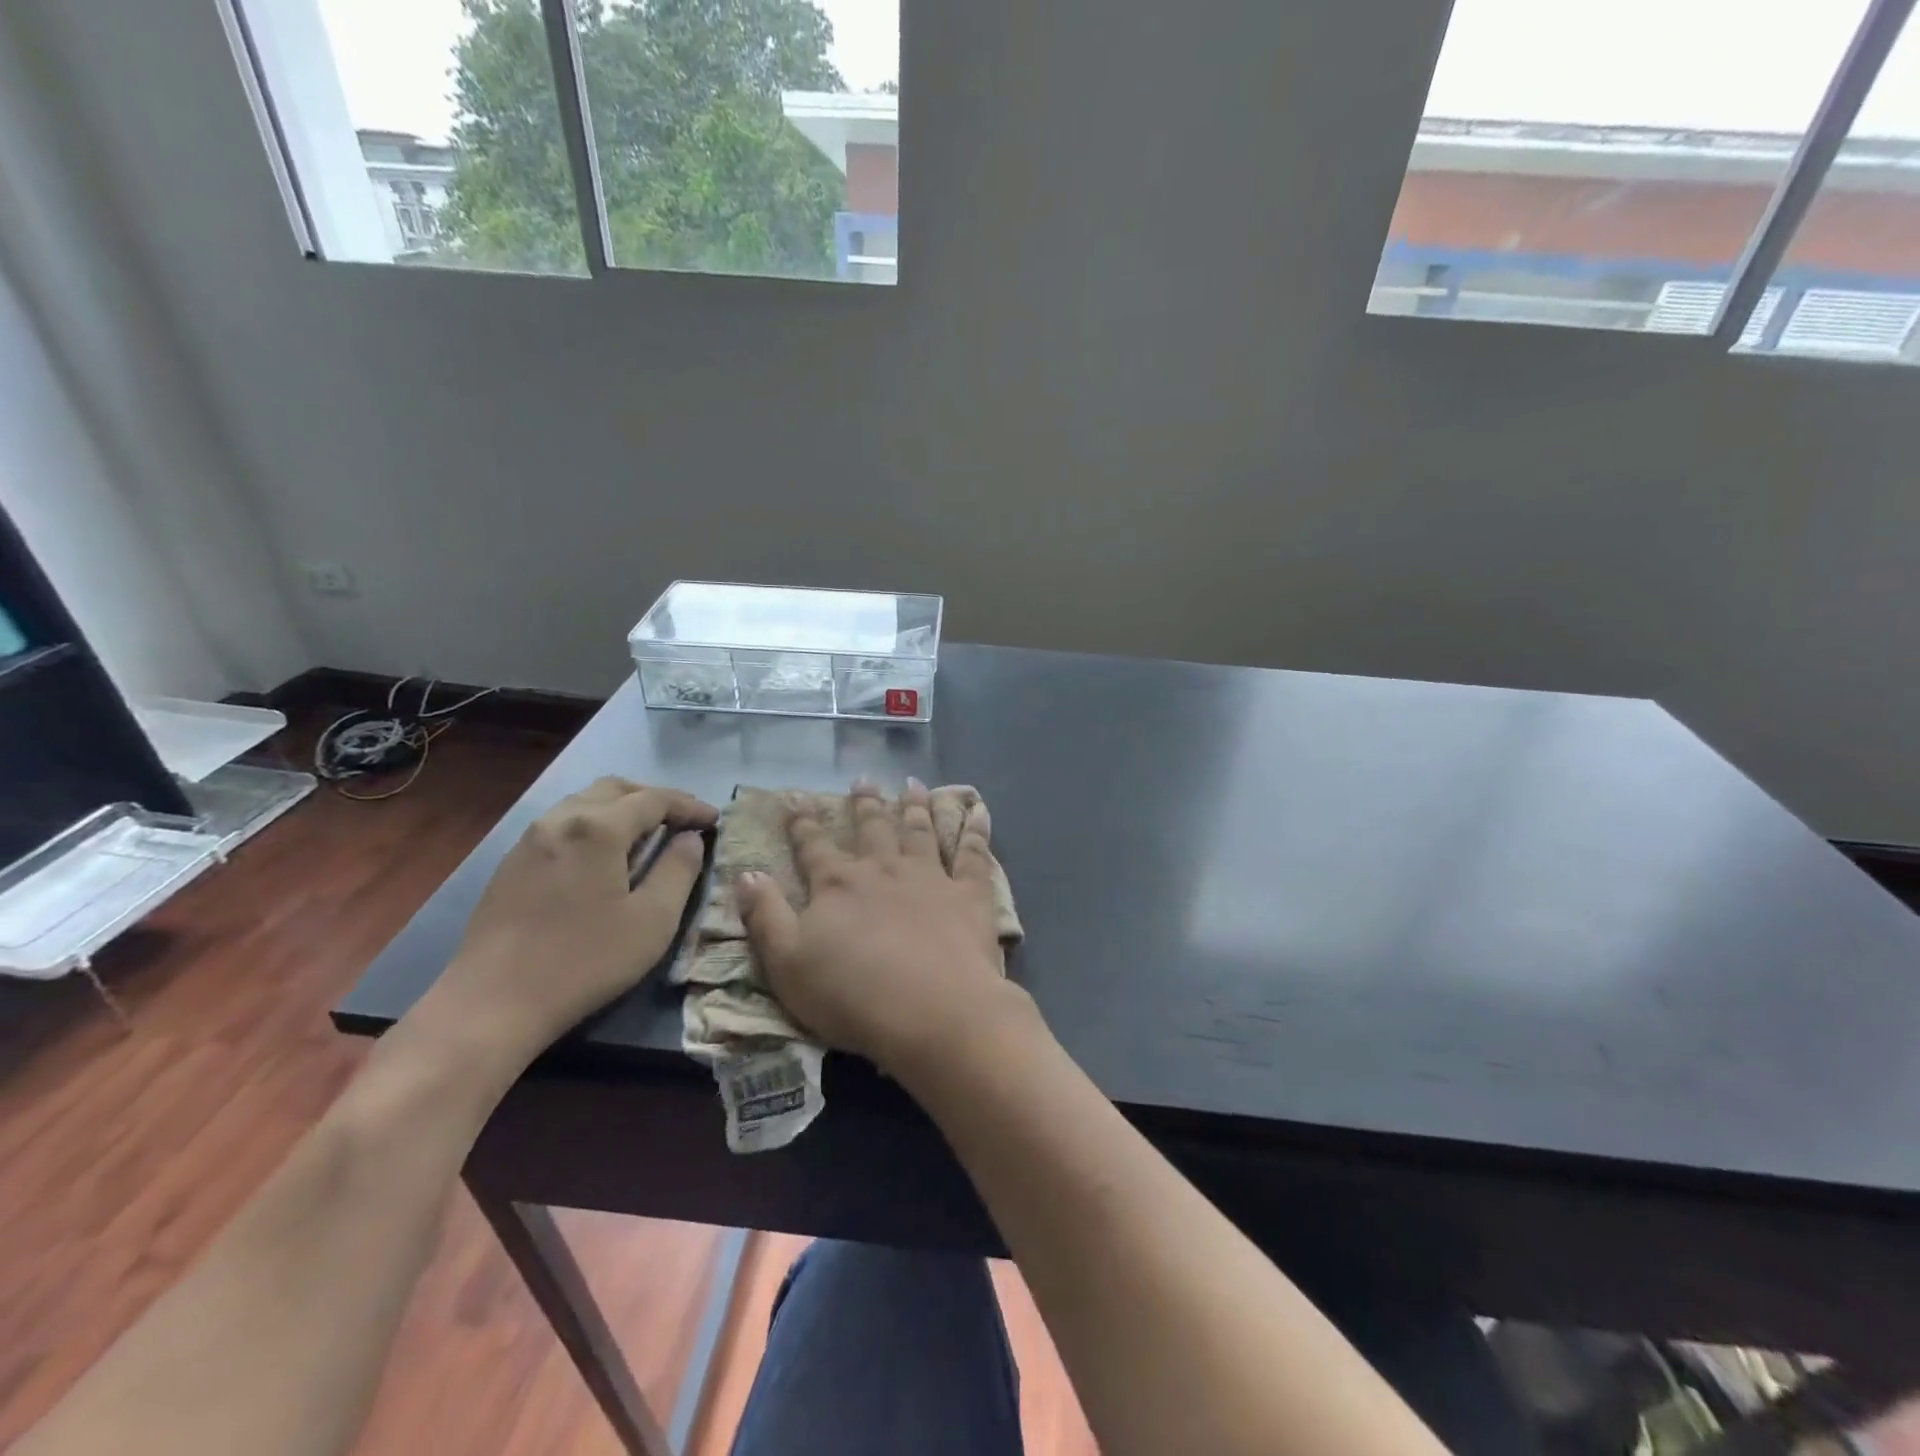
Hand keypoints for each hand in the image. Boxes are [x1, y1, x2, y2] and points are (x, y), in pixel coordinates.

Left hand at [420, 777, 715, 1067]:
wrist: (491, 1004)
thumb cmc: (584, 960)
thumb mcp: (652, 920)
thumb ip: (679, 870)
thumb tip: (690, 838)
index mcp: (598, 828)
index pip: (654, 799)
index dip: (689, 806)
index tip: (715, 820)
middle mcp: (561, 819)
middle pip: (616, 788)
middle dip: (654, 798)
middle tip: (683, 820)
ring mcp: (530, 839)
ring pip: (584, 801)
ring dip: (622, 807)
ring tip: (647, 833)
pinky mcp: (512, 863)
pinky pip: (563, 823)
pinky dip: (594, 823)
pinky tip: (604, 854)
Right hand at [735, 778, 1026, 1077]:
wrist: (933, 1010)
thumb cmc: (852, 995)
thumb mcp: (787, 964)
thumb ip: (765, 916)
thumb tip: (746, 873)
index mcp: (837, 885)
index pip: (813, 847)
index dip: (802, 823)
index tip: (797, 798)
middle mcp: (883, 869)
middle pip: (871, 829)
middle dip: (864, 804)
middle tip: (863, 779)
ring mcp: (929, 877)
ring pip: (919, 831)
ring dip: (915, 806)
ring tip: (912, 785)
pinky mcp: (968, 893)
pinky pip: (973, 852)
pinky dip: (976, 828)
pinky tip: (979, 809)